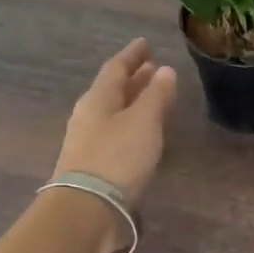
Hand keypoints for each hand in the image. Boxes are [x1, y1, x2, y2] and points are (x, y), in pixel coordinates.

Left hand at [54, 40, 177, 203]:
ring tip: (154, 97)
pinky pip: (116, 132)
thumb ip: (156, 95)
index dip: (132, 55)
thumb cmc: (117, 157)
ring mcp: (89, 141)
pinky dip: (133, 124)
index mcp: (98, 99)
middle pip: (113, 90)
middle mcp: (89, 116)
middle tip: (154, 69)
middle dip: (134, 79)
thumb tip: (166, 70)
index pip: (116, 68)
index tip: (145, 44)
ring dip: (134, 101)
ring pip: (115, 112)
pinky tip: (144, 132)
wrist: (88, 208)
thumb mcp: (144, 121)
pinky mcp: (94, 164)